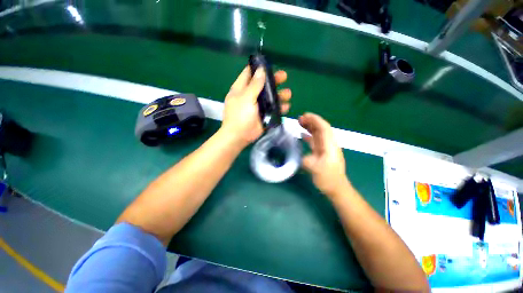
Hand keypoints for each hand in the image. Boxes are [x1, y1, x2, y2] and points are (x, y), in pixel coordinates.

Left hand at [220, 66, 290, 147]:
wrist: (239, 136)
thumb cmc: (240, 115)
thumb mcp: (246, 98)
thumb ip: (254, 85)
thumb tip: (261, 70)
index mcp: (241, 89)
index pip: (249, 73)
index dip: (258, 68)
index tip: (269, 64)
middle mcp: (250, 95)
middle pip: (263, 84)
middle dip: (273, 80)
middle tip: (284, 77)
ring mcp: (257, 106)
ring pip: (270, 97)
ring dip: (279, 95)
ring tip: (288, 94)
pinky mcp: (263, 115)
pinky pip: (273, 109)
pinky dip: (279, 108)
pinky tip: (286, 107)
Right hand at [300, 113, 350, 197]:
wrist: (336, 188)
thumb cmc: (328, 179)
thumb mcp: (316, 170)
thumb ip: (307, 161)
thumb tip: (300, 155)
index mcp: (329, 145)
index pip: (324, 128)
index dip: (315, 120)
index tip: (304, 115)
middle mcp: (328, 144)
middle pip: (321, 128)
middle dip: (311, 121)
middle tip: (299, 118)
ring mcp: (325, 148)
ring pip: (317, 134)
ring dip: (309, 127)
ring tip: (299, 123)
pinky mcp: (321, 152)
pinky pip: (315, 140)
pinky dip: (308, 136)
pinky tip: (302, 134)